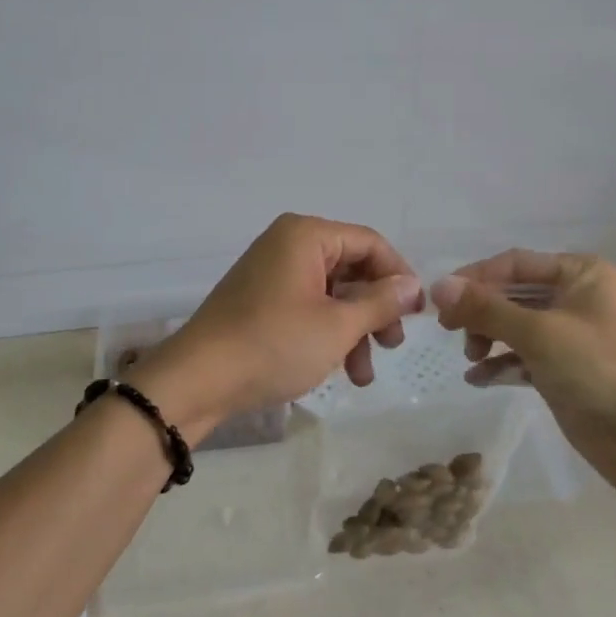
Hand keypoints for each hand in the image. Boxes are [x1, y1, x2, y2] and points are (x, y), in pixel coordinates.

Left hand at [135, 214, 422, 438]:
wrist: (197, 381)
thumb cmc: (274, 344)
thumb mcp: (337, 326)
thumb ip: (381, 302)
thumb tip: (412, 286)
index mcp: (306, 235)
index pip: (370, 243)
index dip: (399, 276)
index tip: (418, 314)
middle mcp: (288, 244)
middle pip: (351, 268)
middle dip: (376, 310)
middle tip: (394, 344)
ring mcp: (272, 273)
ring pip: (332, 294)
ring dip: (354, 330)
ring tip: (364, 376)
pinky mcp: (260, 300)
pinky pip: (308, 307)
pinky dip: (328, 334)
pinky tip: (339, 370)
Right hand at [428, 250, 615, 492]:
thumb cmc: (597, 369)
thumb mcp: (538, 333)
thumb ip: (486, 308)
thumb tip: (438, 285)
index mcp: (581, 273)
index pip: (515, 264)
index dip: (475, 278)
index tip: (438, 298)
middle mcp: (576, 296)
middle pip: (513, 293)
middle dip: (480, 312)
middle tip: (448, 330)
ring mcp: (571, 333)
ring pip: (515, 325)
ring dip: (488, 337)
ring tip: (471, 357)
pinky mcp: (564, 367)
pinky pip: (523, 355)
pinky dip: (501, 363)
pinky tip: (478, 379)